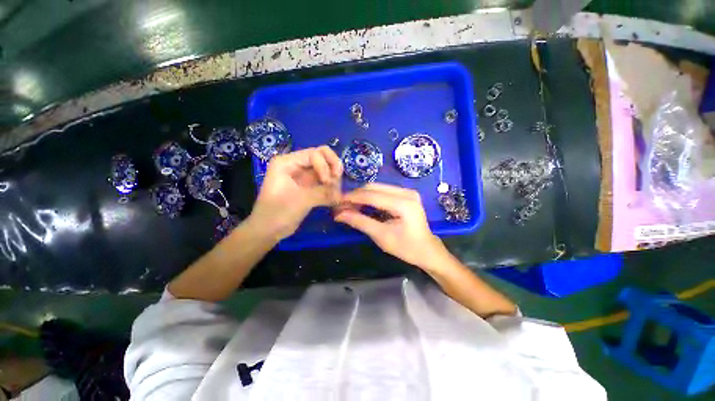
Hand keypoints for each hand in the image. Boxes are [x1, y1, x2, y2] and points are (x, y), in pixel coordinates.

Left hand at [249, 146, 342, 240]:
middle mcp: (296, 165)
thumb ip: (322, 193)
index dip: (325, 166)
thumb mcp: (300, 200)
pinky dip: (331, 187)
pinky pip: (324, 181)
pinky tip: (335, 196)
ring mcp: (303, 176)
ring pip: (325, 169)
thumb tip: (341, 194)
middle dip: (332, 167)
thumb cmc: (277, 213)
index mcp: (287, 162)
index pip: (314, 154)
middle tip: (337, 181)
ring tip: (336, 192)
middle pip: (322, 156)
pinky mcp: (309, 187)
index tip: (327, 182)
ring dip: (333, 178)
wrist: (268, 231)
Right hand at [334, 183, 447, 268]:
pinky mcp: (405, 194)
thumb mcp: (381, 236)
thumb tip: (339, 214)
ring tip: (350, 207)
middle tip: (342, 206)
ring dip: (362, 196)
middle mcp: (406, 192)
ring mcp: (407, 191)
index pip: (371, 195)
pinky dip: (370, 197)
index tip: (337, 203)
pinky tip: (363, 205)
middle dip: (356, 196)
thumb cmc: (406, 247)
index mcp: (403, 203)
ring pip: (377, 188)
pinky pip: (383, 191)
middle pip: (373, 187)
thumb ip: (360, 222)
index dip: (352, 198)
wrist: (427, 250)